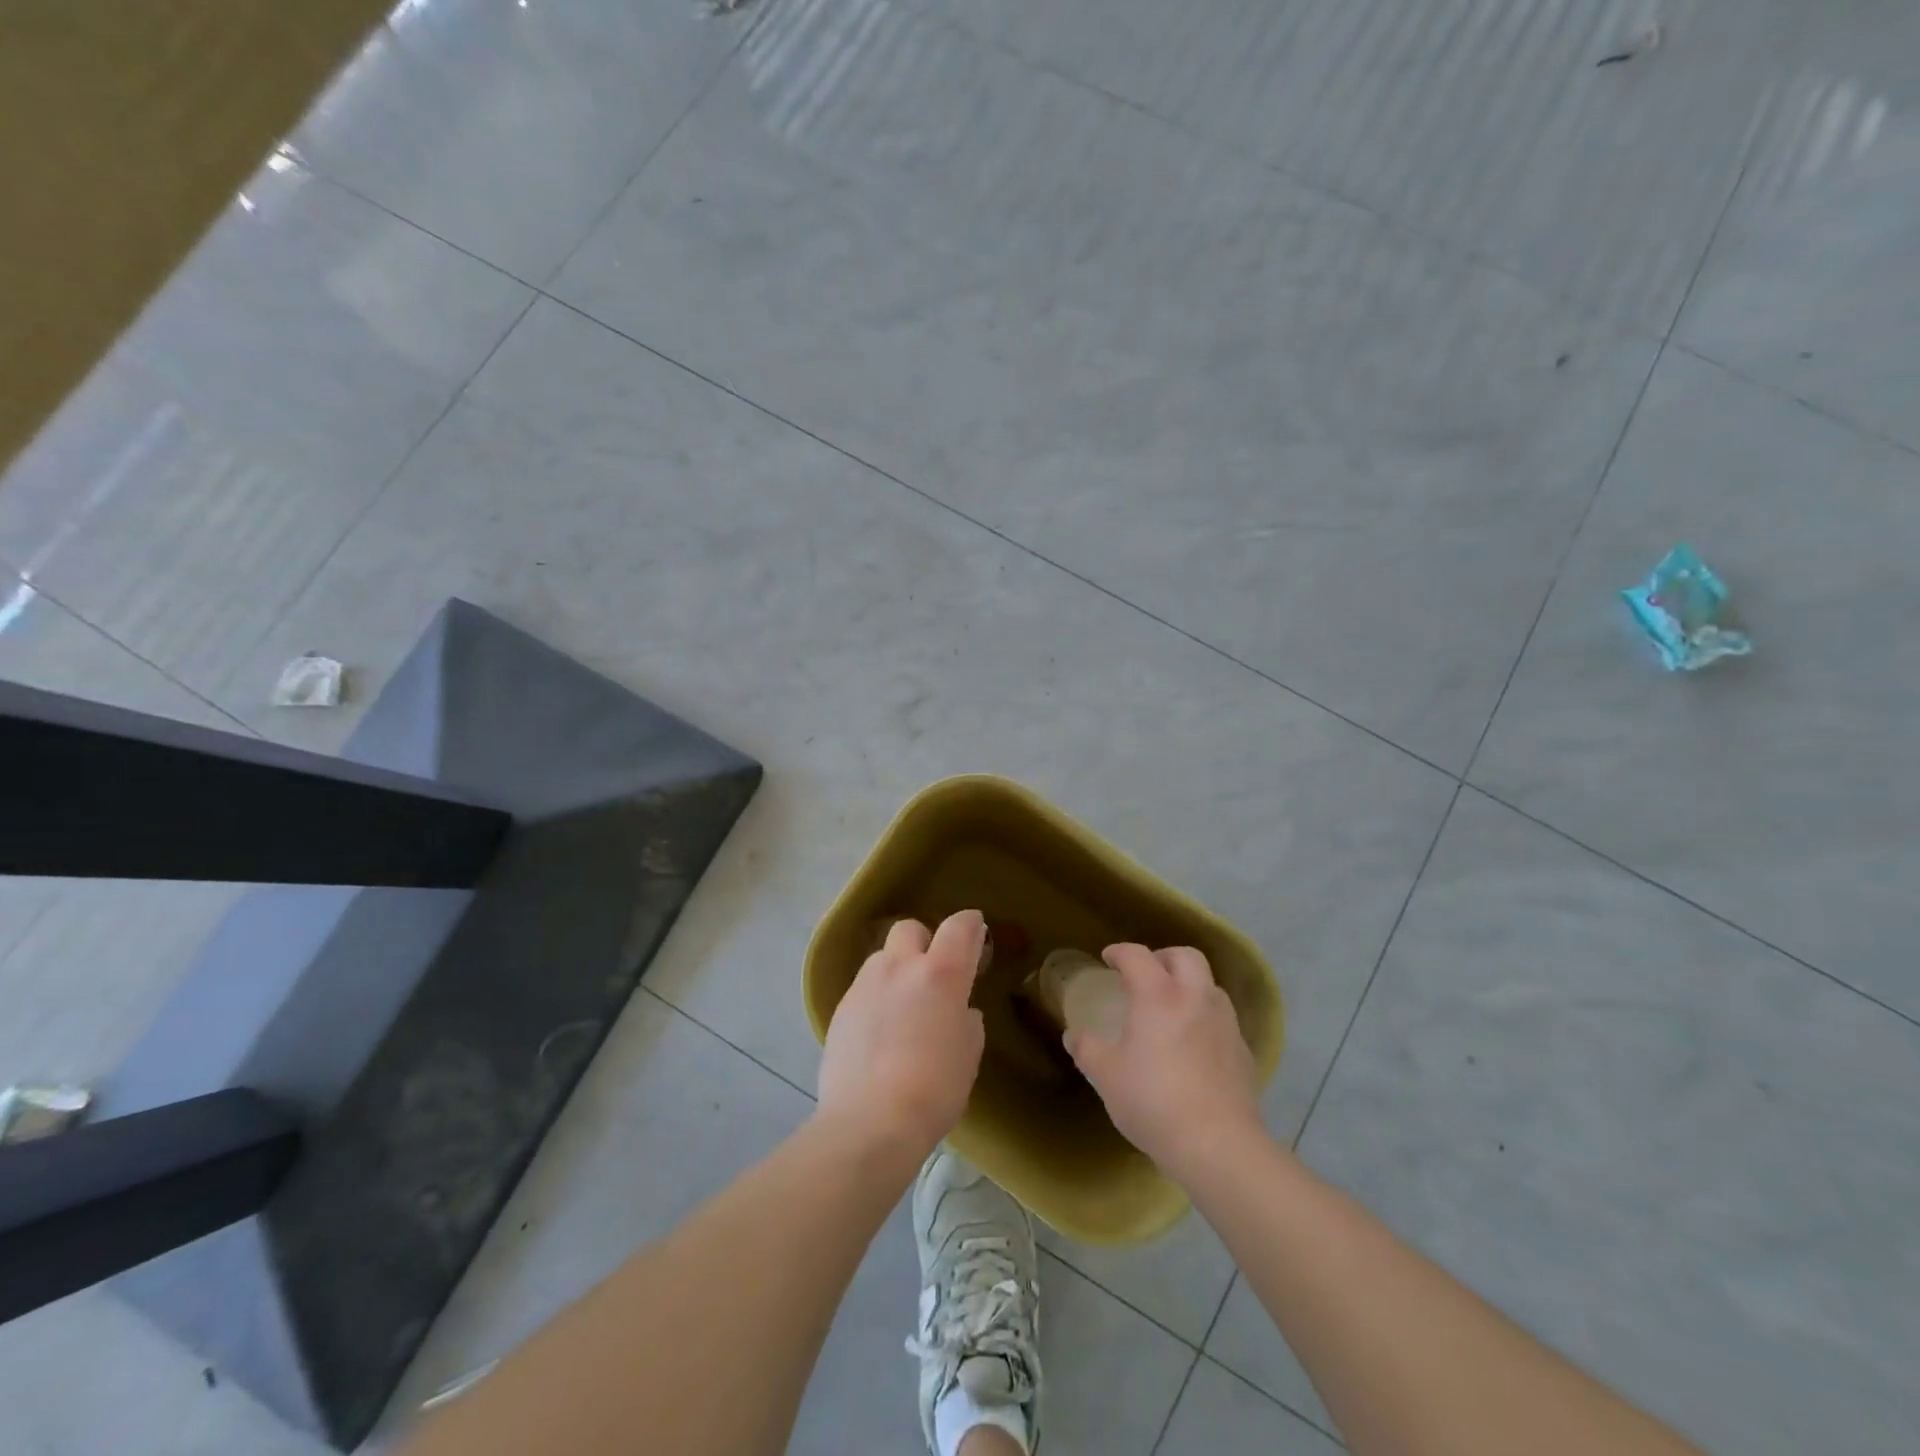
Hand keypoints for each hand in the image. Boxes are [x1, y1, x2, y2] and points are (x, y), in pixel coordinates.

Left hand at [817, 910, 987, 1162]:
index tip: (976, 933)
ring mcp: (865, 985)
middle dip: (925, 941)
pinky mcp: (840, 1008)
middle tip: (933, 973)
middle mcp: (899, 967)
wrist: (868, 1123)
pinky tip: (880, 1032)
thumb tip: (960, 1013)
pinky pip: (863, 989)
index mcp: (940, 974)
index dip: (971, 924)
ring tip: (903, 1005)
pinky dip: (876, 998)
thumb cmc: (933, 1090)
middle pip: (910, 929)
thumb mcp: (968, 1057)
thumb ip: (967, 1024)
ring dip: (896, 970)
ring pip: (882, 958)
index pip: (960, 927)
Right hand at [1064, 943, 1263, 1183]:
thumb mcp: (1105, 1075)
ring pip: (1209, 985)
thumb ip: (1086, 1049)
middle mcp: (1195, 997)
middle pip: (1185, 956)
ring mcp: (1225, 1023)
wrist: (1218, 1145)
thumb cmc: (1153, 1101)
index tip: (1108, 958)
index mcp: (1158, 994)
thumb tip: (1073, 1035)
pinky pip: (1222, 1020)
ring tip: (1171, 1009)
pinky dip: (1205, 1019)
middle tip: (1145, 975)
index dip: (1119, 952)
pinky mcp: (1243, 1051)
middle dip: (1163, 958)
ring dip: (1189, 986)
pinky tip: (1194, 1046)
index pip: (1137, 955)